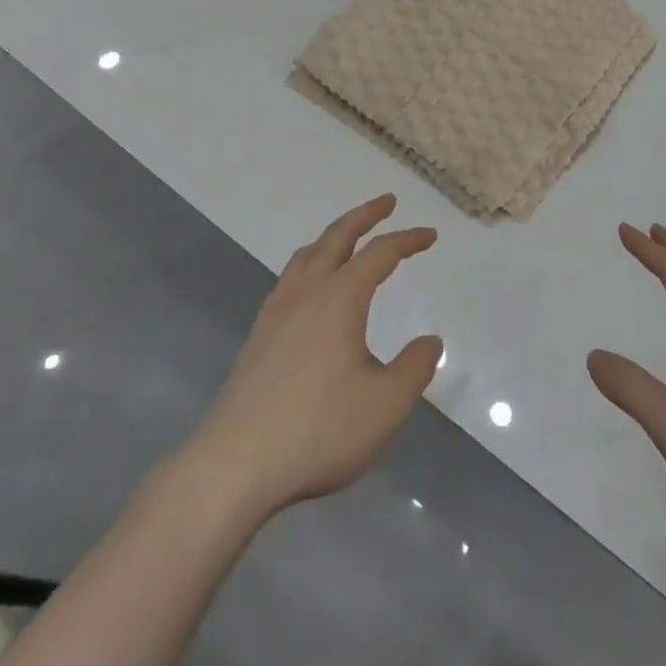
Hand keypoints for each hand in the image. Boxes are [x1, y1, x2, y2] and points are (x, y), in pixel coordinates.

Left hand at [190, 194, 442, 518]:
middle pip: (337, 236)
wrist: (234, 464)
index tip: (430, 235)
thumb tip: (431, 341)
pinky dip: (311, 262)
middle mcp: (307, 291)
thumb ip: (414, 369)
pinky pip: (290, 277)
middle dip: (365, 215)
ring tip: (348, 238)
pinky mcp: (258, 334)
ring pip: (308, 254)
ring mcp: (277, 310)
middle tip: (387, 202)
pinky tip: (311, 288)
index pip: (380, 253)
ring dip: (333, 236)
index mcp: (340, 297)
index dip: (407, 240)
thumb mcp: (384, 406)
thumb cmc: (317, 430)